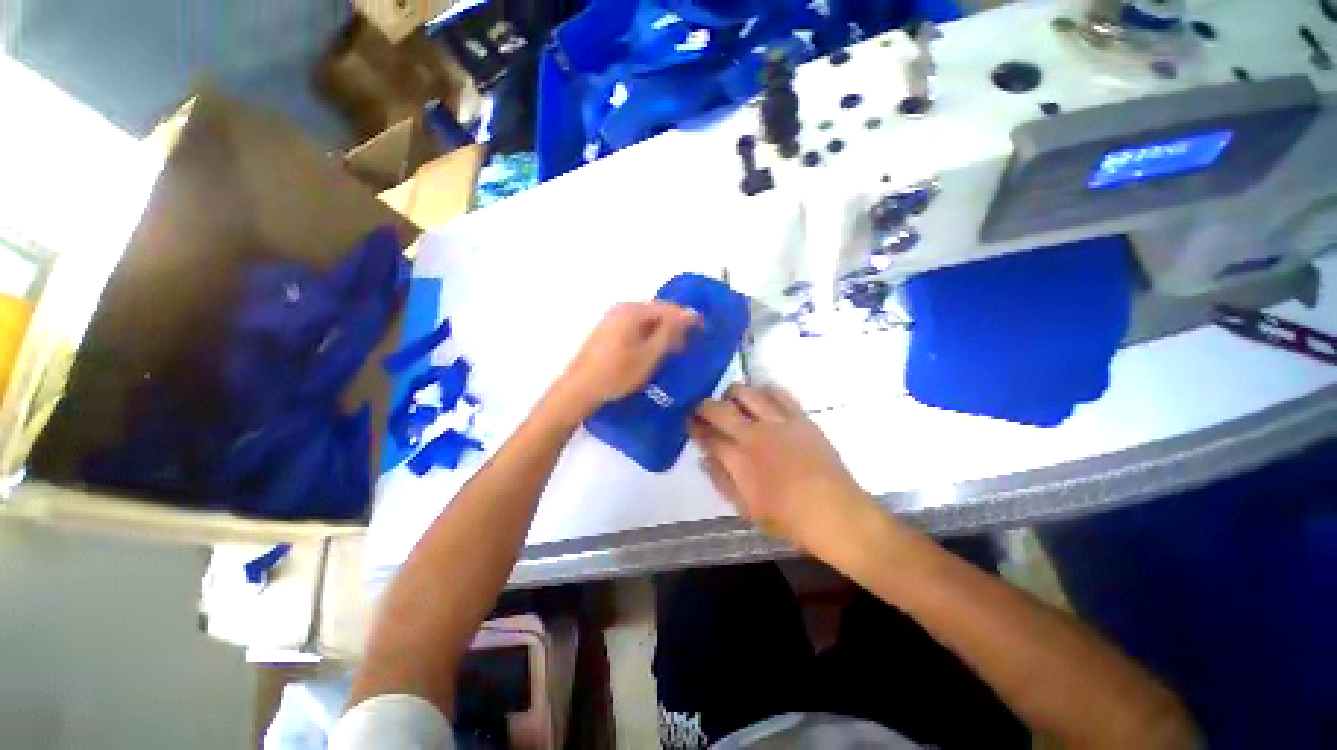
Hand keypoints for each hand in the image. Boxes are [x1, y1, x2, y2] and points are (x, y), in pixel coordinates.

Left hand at [548, 302, 698, 423]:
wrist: (579, 390)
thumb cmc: (616, 374)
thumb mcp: (649, 355)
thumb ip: (670, 332)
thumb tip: (690, 314)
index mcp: (632, 311)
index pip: (669, 307)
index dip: (688, 318)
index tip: (703, 332)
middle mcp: (621, 308)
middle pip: (657, 312)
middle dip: (674, 326)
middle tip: (687, 345)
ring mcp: (612, 319)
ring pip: (646, 321)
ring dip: (661, 333)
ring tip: (672, 352)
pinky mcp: (607, 331)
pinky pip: (635, 328)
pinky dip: (648, 337)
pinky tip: (652, 353)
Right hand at [691, 384, 870, 552]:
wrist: (836, 513)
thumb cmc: (788, 518)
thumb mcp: (746, 508)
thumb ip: (721, 480)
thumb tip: (704, 458)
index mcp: (740, 461)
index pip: (707, 435)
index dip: (694, 427)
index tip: (689, 423)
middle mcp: (755, 434)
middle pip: (720, 408)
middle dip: (704, 406)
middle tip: (702, 409)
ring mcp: (779, 422)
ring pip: (746, 392)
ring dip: (732, 394)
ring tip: (731, 402)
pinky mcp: (800, 417)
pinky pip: (778, 393)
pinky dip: (764, 391)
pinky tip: (761, 399)